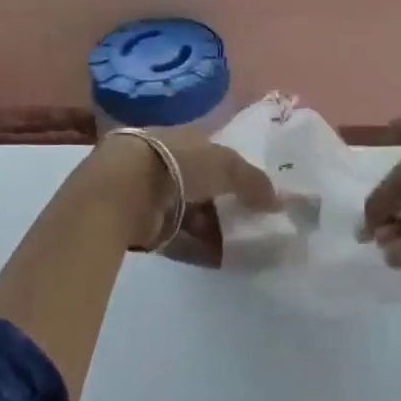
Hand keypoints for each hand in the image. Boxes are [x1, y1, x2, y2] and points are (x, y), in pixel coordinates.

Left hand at [94, 129, 279, 264]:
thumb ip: (253, 181)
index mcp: (183, 139)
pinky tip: (225, 261)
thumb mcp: (225, 165)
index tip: (258, 193)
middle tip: (256, 223)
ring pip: (194, 215)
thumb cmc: (177, 164)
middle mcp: (167, 164)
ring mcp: (153, 197)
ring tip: (247, 247)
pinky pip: (181, 239)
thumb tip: (278, 200)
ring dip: (218, 231)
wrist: (122, 190)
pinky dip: (202, 249)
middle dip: (228, 205)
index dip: (237, 172)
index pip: (214, 155)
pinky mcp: (145, 227)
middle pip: (205, 188)